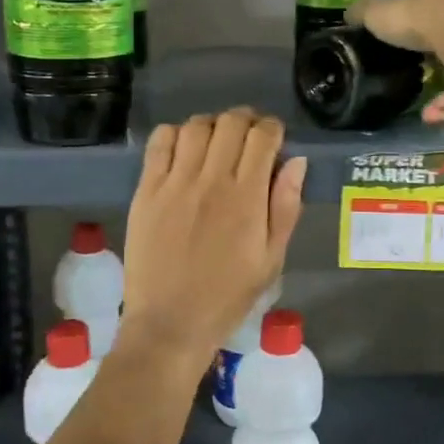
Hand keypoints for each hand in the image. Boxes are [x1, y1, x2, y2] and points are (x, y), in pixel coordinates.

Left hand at [118, 109, 305, 386]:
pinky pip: (160, 142)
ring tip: (216, 142)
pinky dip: (175, 134)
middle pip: (231, 122)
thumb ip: (286, 207)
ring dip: (212, 125)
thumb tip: (296, 161)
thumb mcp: (271, 259)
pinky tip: (183, 150)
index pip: (263, 137)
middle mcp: (211, 180)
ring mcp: (175, 182)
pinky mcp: (146, 190)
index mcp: (247, 197)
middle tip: (248, 137)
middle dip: (246, 120)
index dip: (273, 129)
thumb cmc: (227, 296)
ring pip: (196, 126)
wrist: (169, 323)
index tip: (274, 139)